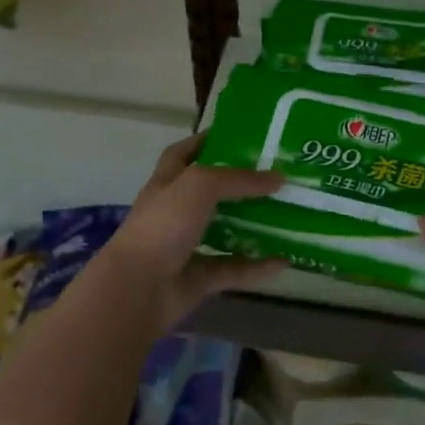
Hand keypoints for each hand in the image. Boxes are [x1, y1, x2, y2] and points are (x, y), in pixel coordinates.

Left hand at [91, 133, 286, 330]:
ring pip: (225, 231)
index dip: (205, 142)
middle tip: (276, 177)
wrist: (137, 288)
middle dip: (240, 185)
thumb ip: (239, 179)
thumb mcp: (200, 185)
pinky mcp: (199, 278)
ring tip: (286, 216)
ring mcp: (187, 246)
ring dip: (253, 226)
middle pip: (211, 193)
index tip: (239, 137)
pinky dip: (257, 267)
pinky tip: (284, 261)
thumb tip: (278, 178)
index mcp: (167, 183)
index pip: (183, 153)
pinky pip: (234, 269)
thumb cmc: (163, 225)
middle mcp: (175, 212)